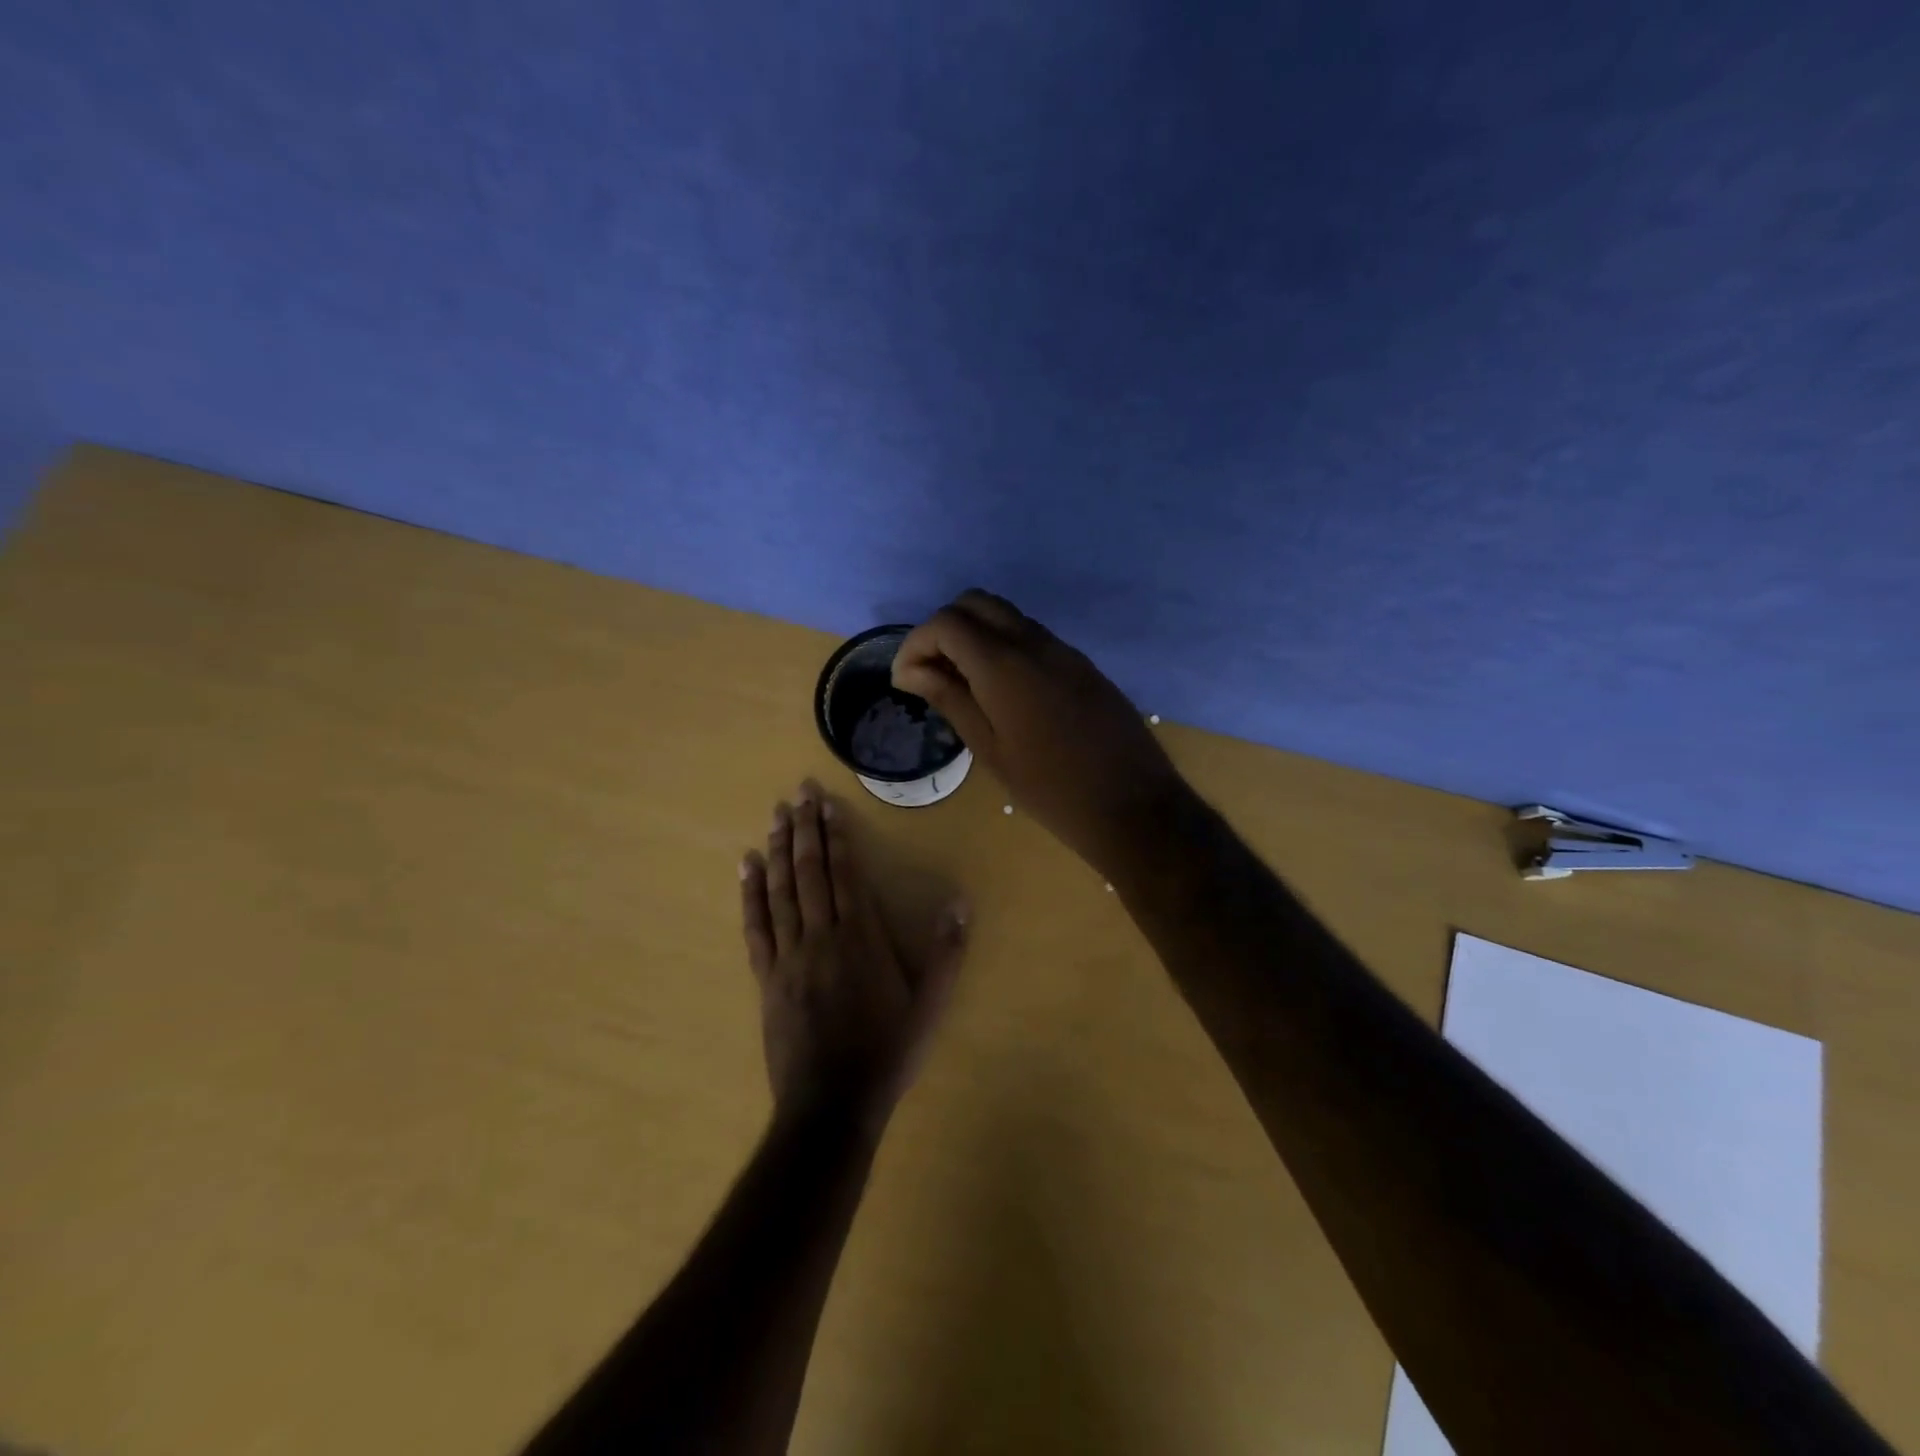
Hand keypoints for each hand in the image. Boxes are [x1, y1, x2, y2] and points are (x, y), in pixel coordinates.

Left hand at [740, 781, 967, 1132]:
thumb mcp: (930, 1006)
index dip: (835, 836)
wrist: (831, 1105)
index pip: (844, 874)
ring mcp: (788, 956)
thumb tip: (959, 903)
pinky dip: (750, 894)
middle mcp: (821, 937)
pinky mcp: (767, 978)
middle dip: (804, 830)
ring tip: (776, 816)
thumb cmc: (886, 1052)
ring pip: (780, 891)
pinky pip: (756, 927)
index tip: (827, 804)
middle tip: (797, 793)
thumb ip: (947, 953)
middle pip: (809, 872)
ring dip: (778, 850)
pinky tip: (747, 867)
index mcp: (860, 939)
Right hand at [892, 590, 1192, 882]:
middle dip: (944, 629)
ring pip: (1007, 617)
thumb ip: (951, 700)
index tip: (905, 681)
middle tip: (932, 673)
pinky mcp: (1083, 665)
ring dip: (975, 636)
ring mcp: (1064, 650)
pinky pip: (1033, 637)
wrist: (1133, 806)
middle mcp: (1035, 643)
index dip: (916, 644)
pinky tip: (1002, 692)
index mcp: (1005, 665)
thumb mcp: (990, 750)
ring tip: (963, 684)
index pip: (947, 623)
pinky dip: (1004, 647)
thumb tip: (911, 671)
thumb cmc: (1051, 790)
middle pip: (976, 604)